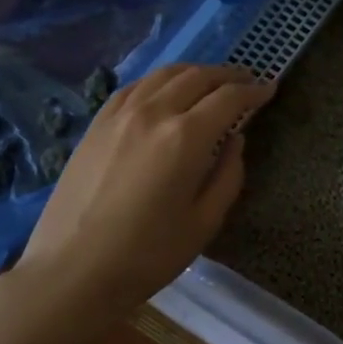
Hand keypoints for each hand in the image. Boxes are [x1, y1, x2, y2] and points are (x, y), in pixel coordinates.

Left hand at [13, 64, 271, 320]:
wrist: (72, 271)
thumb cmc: (147, 255)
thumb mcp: (204, 222)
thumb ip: (228, 175)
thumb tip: (235, 141)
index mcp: (185, 137)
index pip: (228, 98)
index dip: (253, 91)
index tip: (270, 89)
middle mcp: (153, 113)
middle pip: (197, 77)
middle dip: (227, 75)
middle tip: (246, 80)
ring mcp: (119, 114)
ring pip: (164, 75)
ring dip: (194, 72)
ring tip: (210, 80)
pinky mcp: (95, 124)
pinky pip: (134, 88)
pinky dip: (158, 81)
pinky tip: (164, 91)